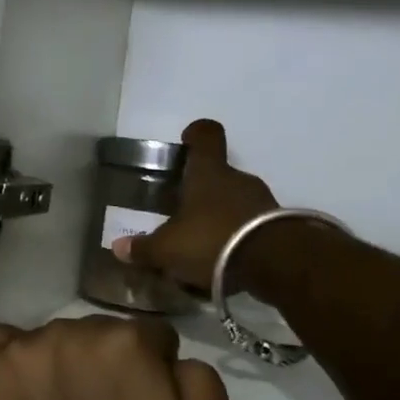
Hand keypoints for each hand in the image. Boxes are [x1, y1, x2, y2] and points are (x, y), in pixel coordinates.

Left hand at [0, 315, 233, 399]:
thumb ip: (201, 384)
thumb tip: (173, 357)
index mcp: (130, 344)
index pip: (151, 338)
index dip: (153, 374)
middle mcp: (73, 331)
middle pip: (98, 334)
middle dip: (105, 366)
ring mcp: (21, 349)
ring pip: (50, 340)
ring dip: (59, 365)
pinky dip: (7, 361)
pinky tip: (16, 394)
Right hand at [111, 119, 277, 293]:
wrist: (277, 266)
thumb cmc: (213, 241)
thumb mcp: (168, 249)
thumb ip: (143, 248)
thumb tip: (118, 248)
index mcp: (209, 173)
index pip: (206, 136)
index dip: (196, 134)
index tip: (187, 139)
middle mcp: (238, 179)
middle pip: (219, 174)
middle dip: (201, 190)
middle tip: (182, 212)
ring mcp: (263, 202)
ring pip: (236, 201)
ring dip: (221, 216)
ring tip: (203, 242)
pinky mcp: (280, 227)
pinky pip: (252, 225)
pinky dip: (239, 237)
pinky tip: (225, 260)